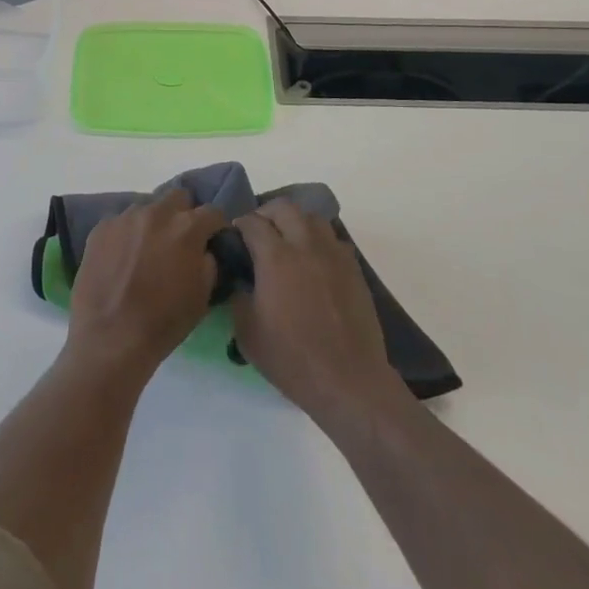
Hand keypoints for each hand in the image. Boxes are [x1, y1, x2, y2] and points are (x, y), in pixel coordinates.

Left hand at [66, 191, 227, 382]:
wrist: (109, 338)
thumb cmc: (163, 323)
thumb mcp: (202, 297)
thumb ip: (209, 263)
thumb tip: (205, 250)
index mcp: (187, 228)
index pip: (212, 211)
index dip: (216, 226)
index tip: (213, 239)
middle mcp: (157, 212)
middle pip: (178, 196)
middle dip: (184, 213)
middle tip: (179, 240)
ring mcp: (125, 217)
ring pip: (147, 208)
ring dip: (152, 224)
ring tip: (146, 251)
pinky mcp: (101, 227)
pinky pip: (121, 222)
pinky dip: (126, 235)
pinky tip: (121, 259)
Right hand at [230, 200, 402, 423]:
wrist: (348, 380)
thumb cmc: (292, 358)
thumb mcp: (247, 333)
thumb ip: (239, 297)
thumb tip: (242, 280)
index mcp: (276, 257)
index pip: (253, 222)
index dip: (240, 225)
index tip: (234, 236)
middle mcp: (305, 245)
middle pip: (285, 208)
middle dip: (267, 213)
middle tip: (259, 233)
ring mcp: (333, 254)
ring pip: (312, 218)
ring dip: (295, 223)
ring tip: (288, 242)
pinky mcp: (353, 269)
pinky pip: (333, 240)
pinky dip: (319, 241)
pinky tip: (313, 262)